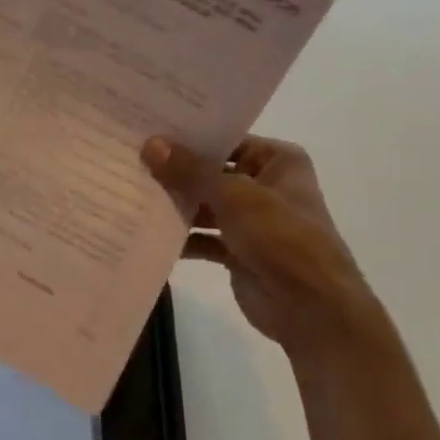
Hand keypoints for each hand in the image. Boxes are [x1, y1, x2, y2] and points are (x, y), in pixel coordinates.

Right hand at [143, 133, 384, 352]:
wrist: (311, 308)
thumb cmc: (282, 238)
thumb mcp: (234, 196)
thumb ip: (190, 171)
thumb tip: (150, 144)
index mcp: (278, 161)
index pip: (225, 140)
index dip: (188, 138)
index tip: (146, 131)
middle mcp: (265, 185)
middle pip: (211, 173)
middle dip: (174, 173)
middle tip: (128, 160)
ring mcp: (251, 221)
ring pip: (204, 206)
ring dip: (174, 206)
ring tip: (129, 194)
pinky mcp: (237, 251)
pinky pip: (202, 237)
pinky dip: (180, 237)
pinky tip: (145, 232)